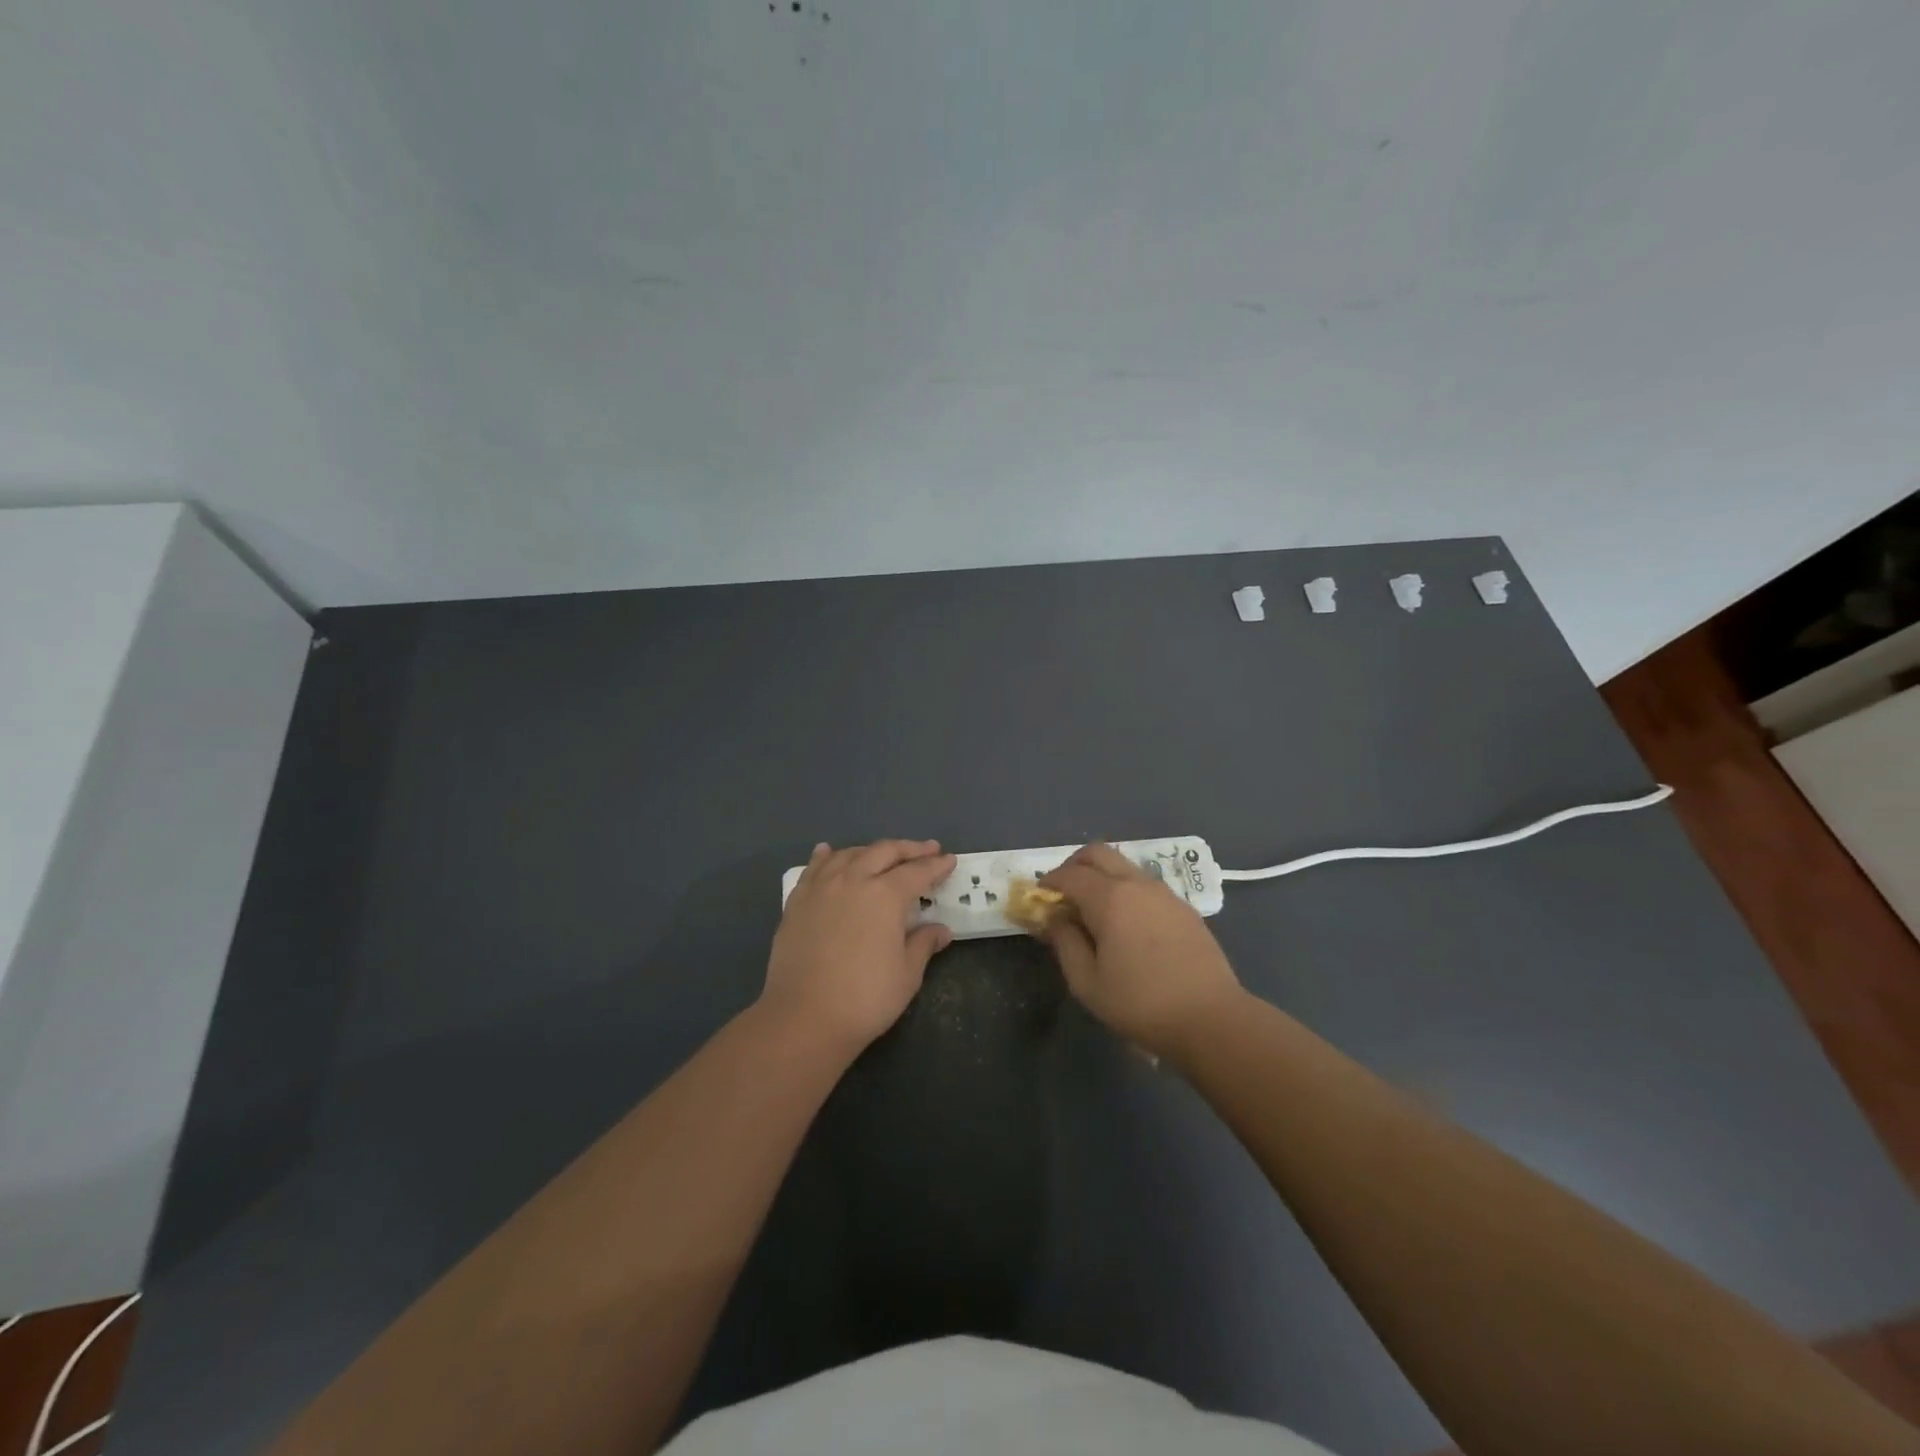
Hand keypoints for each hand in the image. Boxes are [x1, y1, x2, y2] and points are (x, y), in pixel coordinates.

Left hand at [763, 839, 956, 1055]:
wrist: (803, 1018)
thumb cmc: (865, 999)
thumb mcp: (907, 974)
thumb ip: (924, 944)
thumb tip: (941, 930)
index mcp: (886, 895)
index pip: (918, 872)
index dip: (936, 865)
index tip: (949, 860)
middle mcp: (853, 879)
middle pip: (884, 852)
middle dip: (909, 849)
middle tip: (926, 850)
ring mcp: (821, 887)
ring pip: (849, 854)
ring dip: (872, 851)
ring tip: (883, 855)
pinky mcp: (797, 901)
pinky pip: (814, 868)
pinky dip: (827, 856)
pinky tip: (829, 853)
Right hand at [1040, 843, 1244, 1059]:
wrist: (1211, 1019)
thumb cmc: (1141, 1004)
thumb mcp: (1087, 982)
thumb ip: (1064, 943)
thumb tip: (1053, 918)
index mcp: (1109, 898)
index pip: (1069, 874)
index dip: (1049, 882)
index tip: (1038, 899)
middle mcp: (1137, 884)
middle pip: (1098, 853)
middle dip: (1073, 866)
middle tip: (1062, 893)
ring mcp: (1164, 893)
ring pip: (1124, 866)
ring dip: (1101, 876)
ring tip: (1093, 911)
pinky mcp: (1183, 907)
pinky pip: (1145, 884)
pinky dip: (1125, 890)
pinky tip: (1126, 924)